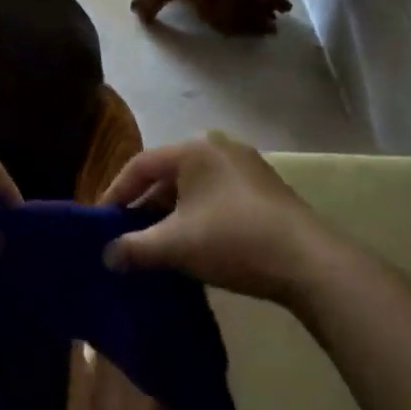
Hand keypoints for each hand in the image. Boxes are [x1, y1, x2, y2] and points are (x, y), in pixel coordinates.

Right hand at [100, 132, 322, 303]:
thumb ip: (135, 248)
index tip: (101, 221)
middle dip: (145, 205)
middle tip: (127, 234)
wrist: (308, 261)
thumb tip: (107, 256)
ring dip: (172, 213)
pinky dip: (199, 215)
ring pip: (194, 187)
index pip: (141, 164)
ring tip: (158, 244)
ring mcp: (246, 167)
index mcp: (193, 150)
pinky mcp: (266, 190)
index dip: (116, 192)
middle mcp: (218, 148)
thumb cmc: (232, 240)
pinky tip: (196, 244)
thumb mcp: (175, 246)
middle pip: (168, 174)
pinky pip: (217, 196)